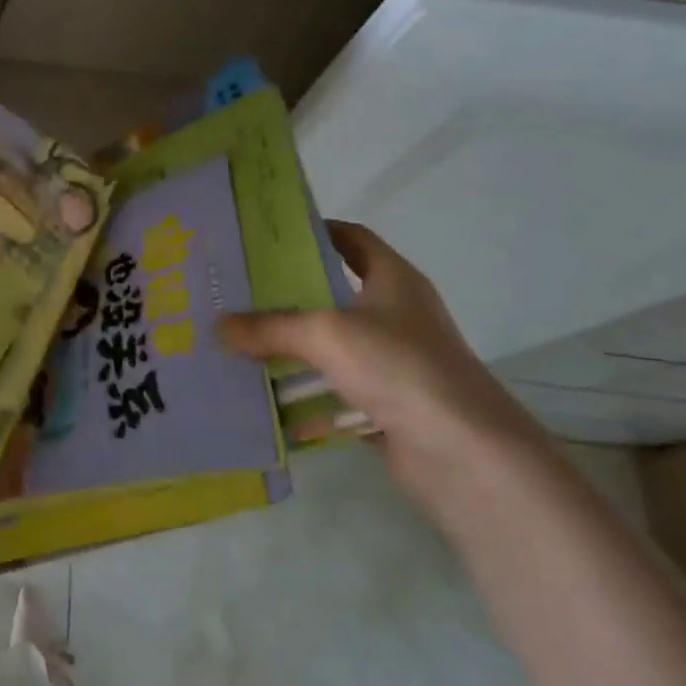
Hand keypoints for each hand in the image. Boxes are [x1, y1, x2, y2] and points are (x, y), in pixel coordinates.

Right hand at [220, 222, 549, 521]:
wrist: (466, 455)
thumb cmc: (399, 367)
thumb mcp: (324, 334)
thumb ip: (269, 326)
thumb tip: (218, 326)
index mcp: (393, 280)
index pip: (352, 238)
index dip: (314, 230)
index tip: (266, 237)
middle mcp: (395, 316)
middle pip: (333, 294)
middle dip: (286, 294)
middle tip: (236, 292)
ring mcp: (393, 363)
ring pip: (330, 347)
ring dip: (290, 348)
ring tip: (238, 342)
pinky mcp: (387, 405)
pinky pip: (333, 392)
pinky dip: (304, 396)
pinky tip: (265, 399)